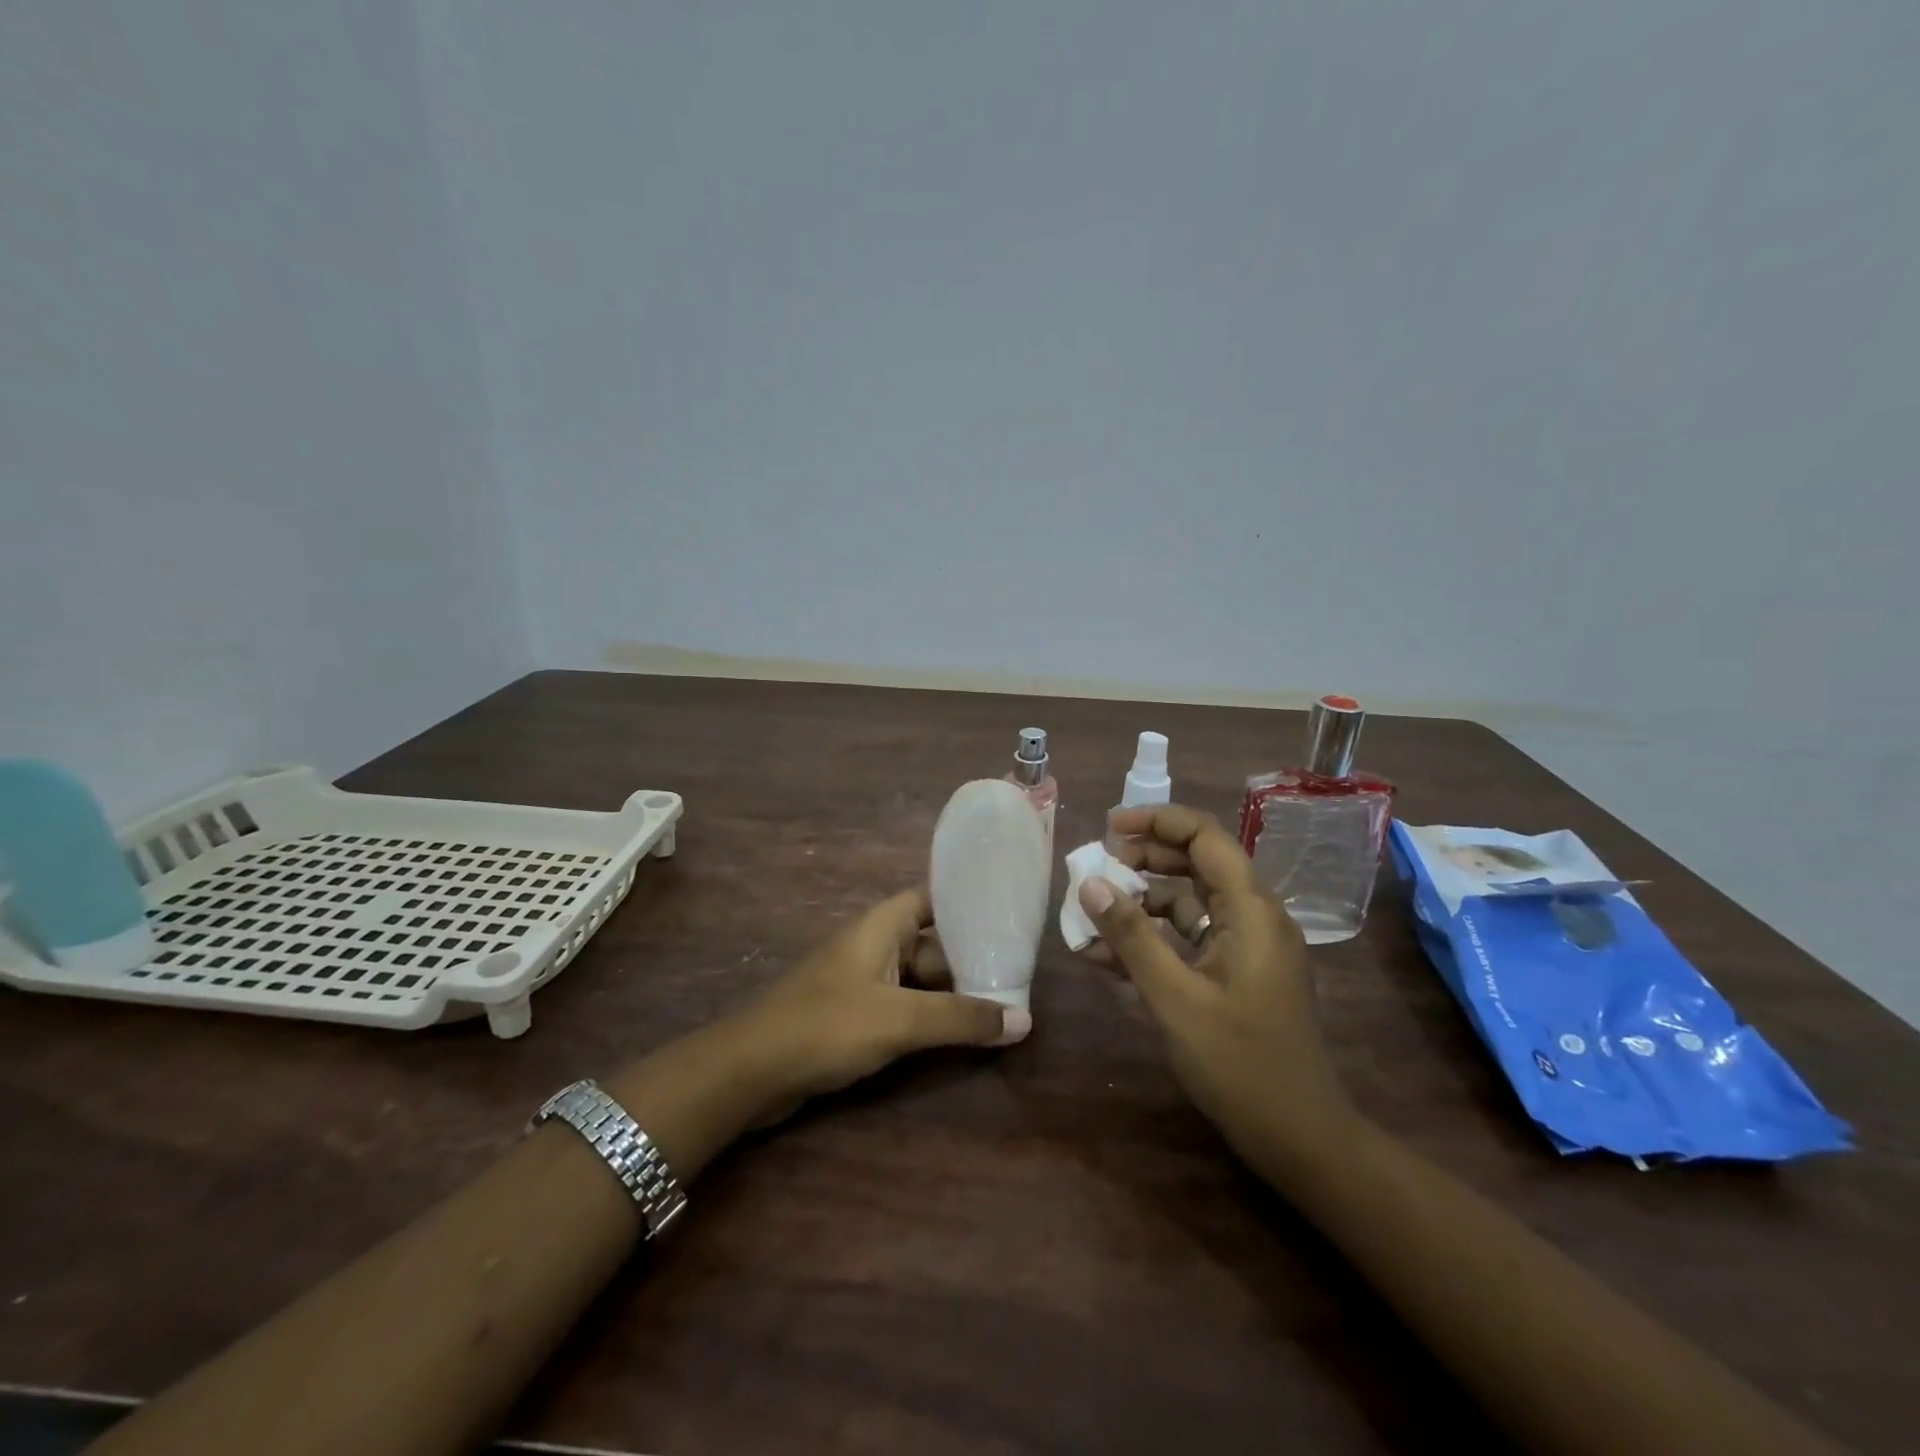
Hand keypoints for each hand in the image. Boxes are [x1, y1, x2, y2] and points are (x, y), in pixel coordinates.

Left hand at [735, 888, 1029, 1120]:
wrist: (750, 1071)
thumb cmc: (827, 1025)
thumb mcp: (900, 1019)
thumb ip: (961, 1019)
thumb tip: (1025, 1019)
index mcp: (881, 926)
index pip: (932, 898)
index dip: (966, 904)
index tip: (1007, 918)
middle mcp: (873, 945)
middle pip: (931, 944)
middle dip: (968, 961)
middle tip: (1017, 978)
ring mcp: (861, 981)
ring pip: (917, 980)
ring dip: (950, 995)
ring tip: (999, 1008)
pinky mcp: (852, 1015)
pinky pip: (901, 1006)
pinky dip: (927, 1017)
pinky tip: (956, 1036)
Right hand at [1078, 804, 1354, 1172]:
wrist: (1299, 1138)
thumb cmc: (1239, 1064)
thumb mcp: (1174, 997)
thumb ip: (1131, 936)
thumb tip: (1089, 882)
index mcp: (1251, 910)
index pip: (1204, 836)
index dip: (1155, 821)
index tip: (1108, 827)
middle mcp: (1254, 916)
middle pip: (1196, 863)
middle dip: (1143, 860)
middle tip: (1095, 870)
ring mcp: (1248, 945)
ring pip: (1189, 901)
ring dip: (1141, 903)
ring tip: (1091, 915)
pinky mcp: (1238, 971)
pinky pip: (1191, 937)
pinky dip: (1154, 938)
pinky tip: (1107, 956)